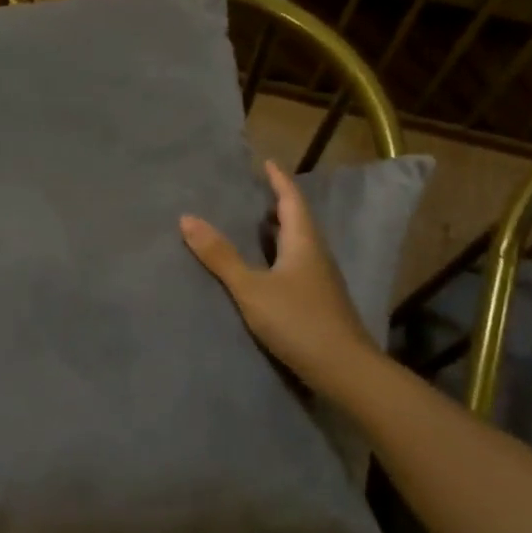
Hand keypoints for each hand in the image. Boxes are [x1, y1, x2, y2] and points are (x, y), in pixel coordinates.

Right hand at [180, 159, 375, 392]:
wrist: (344, 369)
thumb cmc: (298, 321)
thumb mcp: (251, 288)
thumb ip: (220, 256)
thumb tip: (187, 218)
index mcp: (304, 242)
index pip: (291, 200)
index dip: (278, 180)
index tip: (266, 163)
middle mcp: (316, 255)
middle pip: (298, 221)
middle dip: (278, 204)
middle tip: (255, 192)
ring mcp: (321, 280)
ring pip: (299, 245)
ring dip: (279, 231)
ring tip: (256, 225)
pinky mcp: (319, 302)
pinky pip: (297, 265)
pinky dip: (280, 256)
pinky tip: (267, 269)